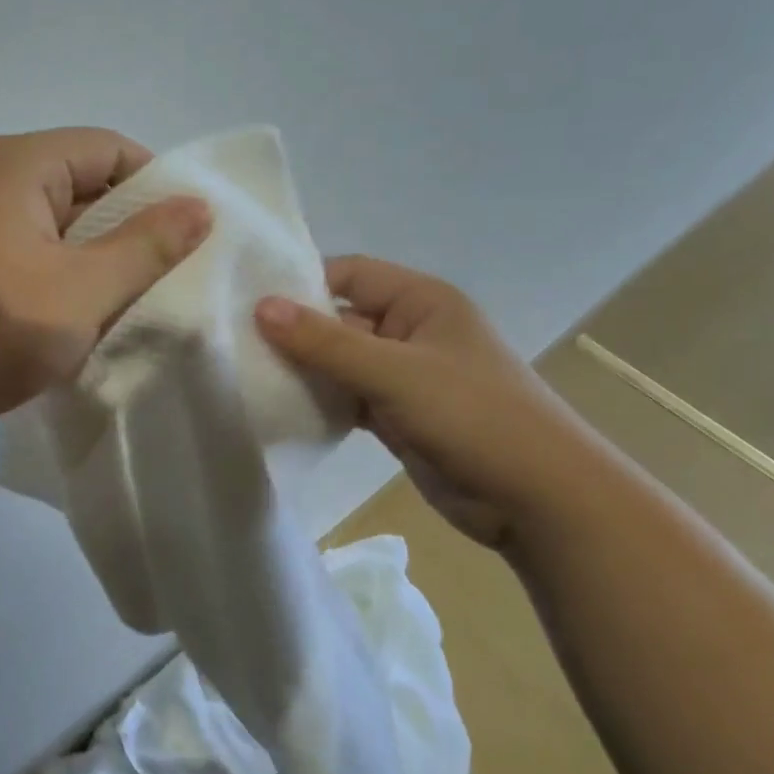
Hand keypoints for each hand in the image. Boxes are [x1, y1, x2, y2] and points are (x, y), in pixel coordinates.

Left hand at [0, 129, 210, 444]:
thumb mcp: (83, 290)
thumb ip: (147, 247)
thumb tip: (200, 207)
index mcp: (19, 164)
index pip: (110, 149)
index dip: (156, 186)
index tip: (189, 236)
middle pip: (86, 184)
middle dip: (131, 228)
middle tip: (172, 275)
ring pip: (63, 225)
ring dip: (101, 259)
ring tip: (138, 300)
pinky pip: (37, 252)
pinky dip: (68, 276)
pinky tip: (90, 315)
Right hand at [255, 257, 600, 548]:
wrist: (537, 499)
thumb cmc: (474, 416)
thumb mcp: (395, 373)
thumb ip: (326, 342)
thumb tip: (261, 307)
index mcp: (420, 301)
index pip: (348, 274)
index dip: (301, 283)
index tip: (247, 301)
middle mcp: (410, 331)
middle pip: (339, 319)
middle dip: (294, 332)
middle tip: (235, 344)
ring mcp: (404, 376)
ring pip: (340, 362)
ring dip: (304, 370)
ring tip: (248, 376)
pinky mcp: (397, 415)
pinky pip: (348, 397)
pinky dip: (321, 402)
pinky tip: (282, 409)